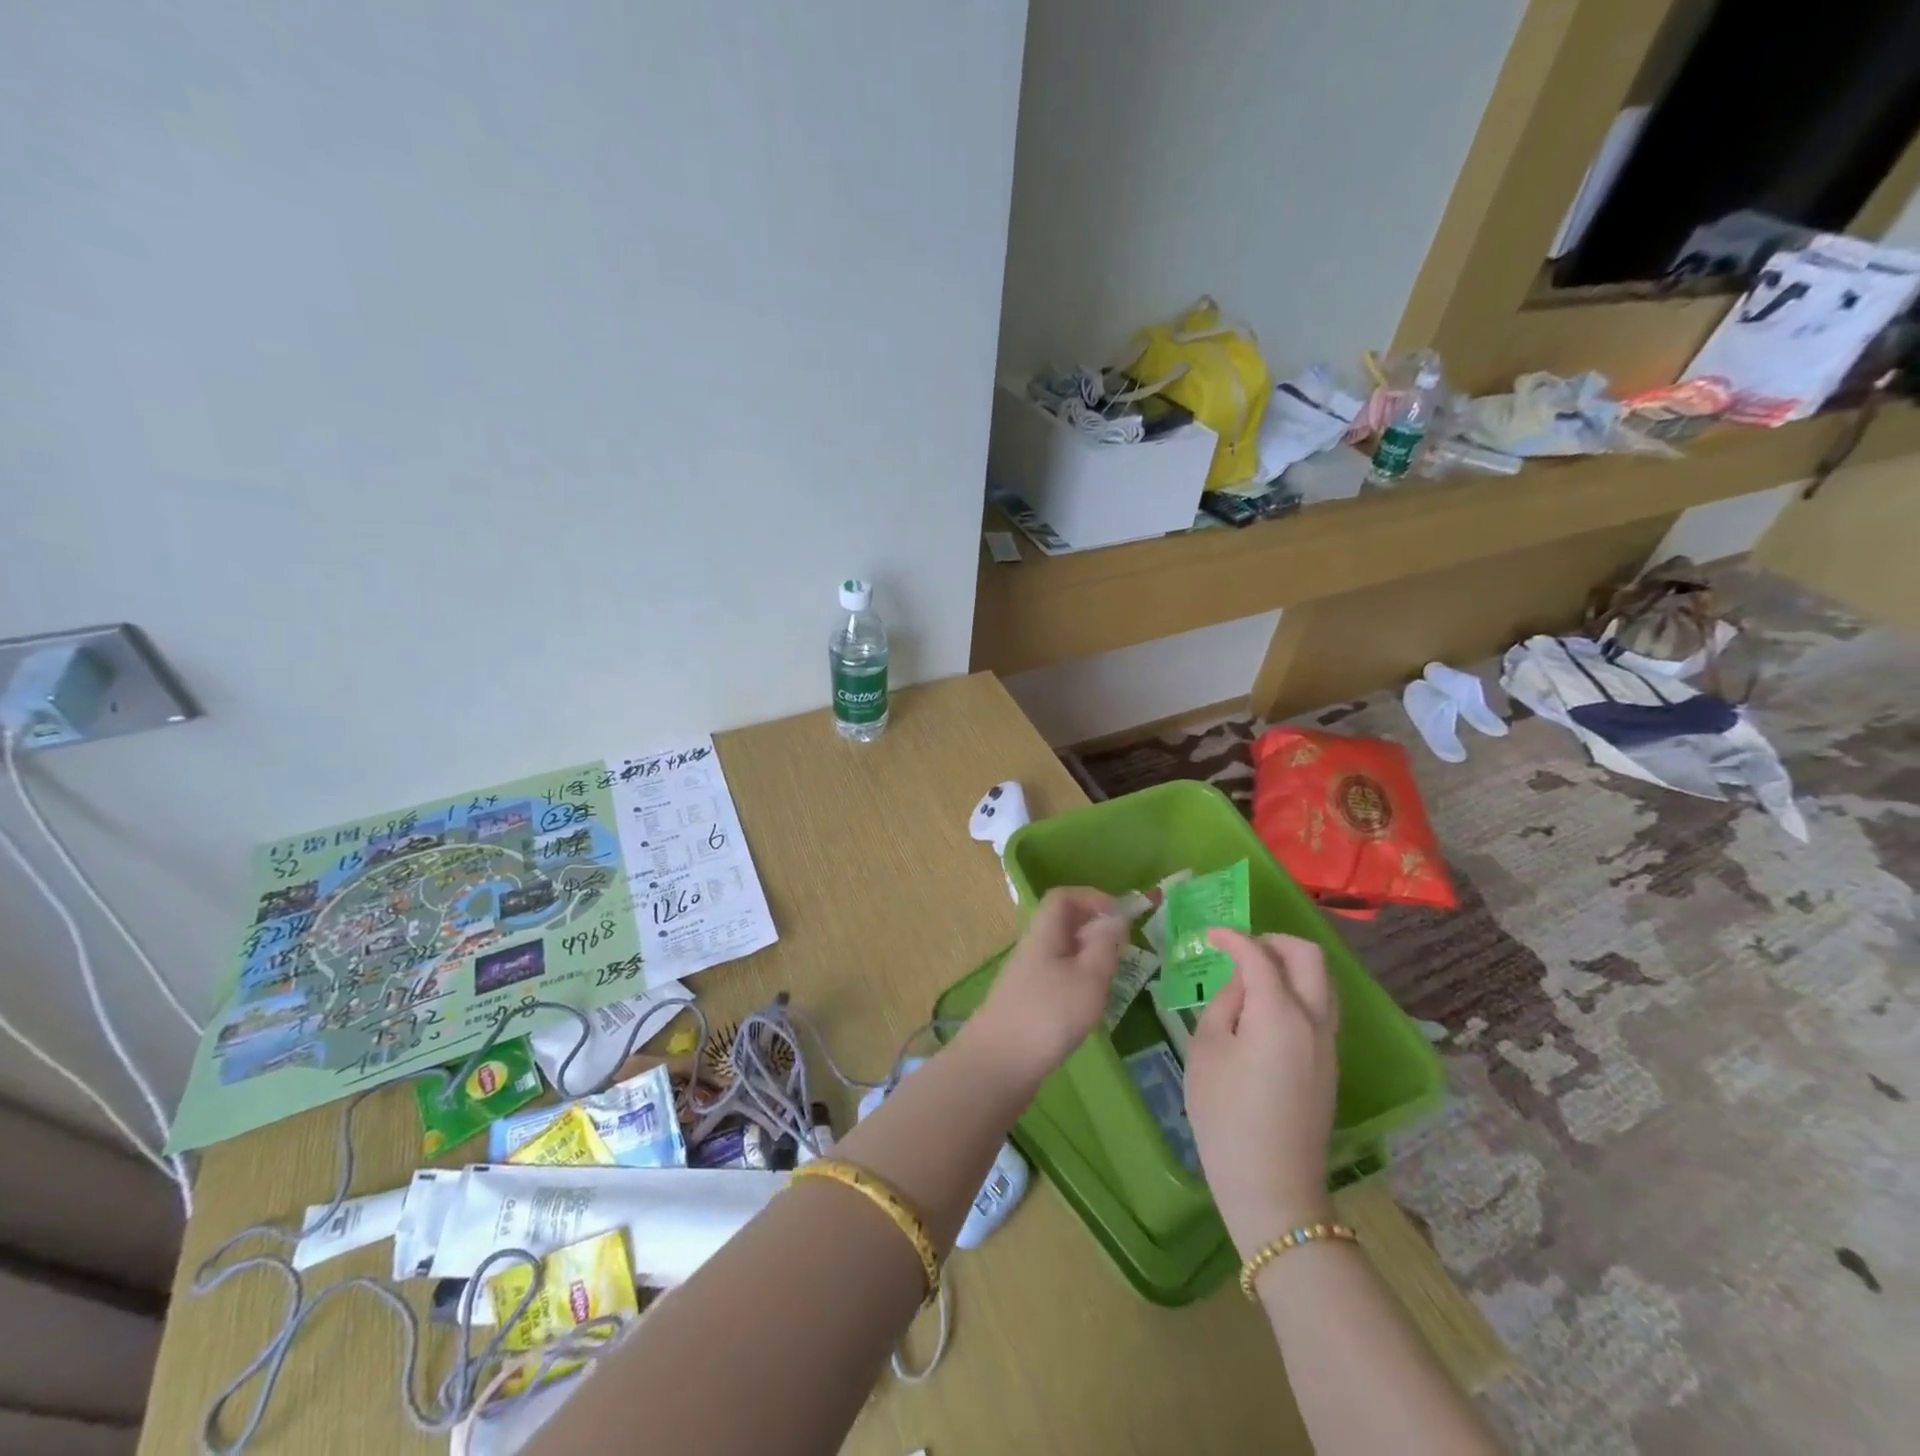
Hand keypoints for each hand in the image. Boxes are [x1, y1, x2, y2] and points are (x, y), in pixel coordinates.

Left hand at [966, 888, 1126, 1084]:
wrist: (998, 1064)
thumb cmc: (1048, 1014)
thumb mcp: (1089, 977)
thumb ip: (1105, 945)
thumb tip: (1115, 918)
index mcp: (1044, 932)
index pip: (1063, 897)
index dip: (1092, 897)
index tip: (1121, 915)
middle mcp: (1032, 948)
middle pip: (1063, 925)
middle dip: (1095, 931)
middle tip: (1122, 951)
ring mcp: (1027, 976)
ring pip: (1063, 953)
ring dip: (1089, 960)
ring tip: (1109, 983)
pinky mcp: (1026, 1003)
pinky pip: (1057, 978)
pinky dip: (1078, 984)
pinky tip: (1088, 1009)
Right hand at [1184, 930, 1340, 1255]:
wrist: (1272, 1186)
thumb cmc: (1225, 1115)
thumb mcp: (1207, 1050)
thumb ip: (1224, 1003)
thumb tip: (1239, 982)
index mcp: (1280, 1013)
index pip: (1259, 956)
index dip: (1233, 938)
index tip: (1210, 935)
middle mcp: (1314, 1020)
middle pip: (1309, 956)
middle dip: (1274, 941)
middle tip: (1242, 947)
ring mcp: (1329, 1043)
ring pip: (1322, 981)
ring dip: (1291, 964)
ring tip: (1253, 973)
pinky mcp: (1330, 1063)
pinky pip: (1321, 1007)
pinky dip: (1297, 990)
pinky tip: (1266, 1007)